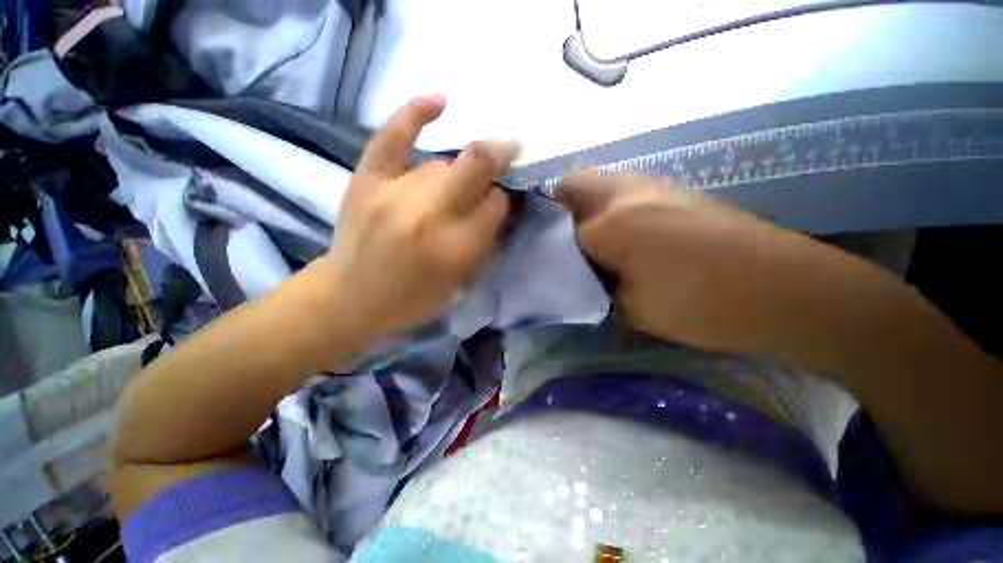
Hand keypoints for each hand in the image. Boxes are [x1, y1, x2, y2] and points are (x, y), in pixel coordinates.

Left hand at [317, 95, 518, 340]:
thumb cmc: (412, 299)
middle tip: (508, 156)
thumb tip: (497, 203)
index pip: (496, 204)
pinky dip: (416, 113)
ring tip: (450, 192)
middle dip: (500, 158)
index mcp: (456, 248)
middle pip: (477, 167)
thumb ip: (484, 242)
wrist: (350, 297)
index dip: (503, 199)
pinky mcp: (368, 179)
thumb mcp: (460, 282)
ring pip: (443, 163)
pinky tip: (438, 101)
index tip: (499, 202)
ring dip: (458, 174)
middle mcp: (430, 215)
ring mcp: (395, 192)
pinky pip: (393, 136)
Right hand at [556, 172, 859, 355]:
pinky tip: (622, 236)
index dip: (545, 243)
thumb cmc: (702, 307)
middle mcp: (626, 193)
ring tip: (588, 242)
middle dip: (557, 211)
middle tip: (559, 243)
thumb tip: (579, 270)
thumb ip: (595, 283)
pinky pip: (622, 191)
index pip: (556, 228)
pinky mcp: (674, 190)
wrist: (785, 289)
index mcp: (611, 225)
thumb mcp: (631, 306)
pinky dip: (609, 208)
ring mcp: (653, 185)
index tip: (544, 257)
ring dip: (583, 208)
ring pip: (597, 185)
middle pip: (571, 186)